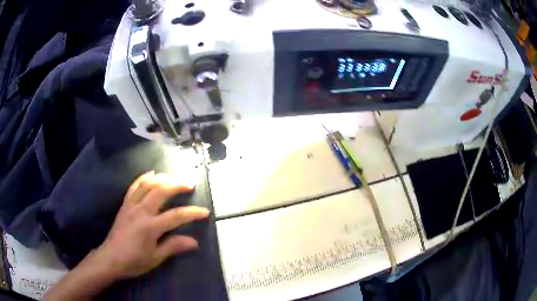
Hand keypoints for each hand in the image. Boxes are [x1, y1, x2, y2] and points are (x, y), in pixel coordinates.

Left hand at [95, 171, 209, 278]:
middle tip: (190, 184)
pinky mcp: (124, 205)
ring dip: (162, 178)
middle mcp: (141, 211)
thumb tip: (194, 242)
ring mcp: (131, 206)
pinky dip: (143, 178)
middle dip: (177, 185)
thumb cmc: (134, 261)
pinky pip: (134, 187)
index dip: (193, 213)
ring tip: (174, 176)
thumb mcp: (155, 258)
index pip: (176, 216)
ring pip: (148, 185)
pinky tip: (151, 174)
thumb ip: (173, 246)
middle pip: (161, 192)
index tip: (205, 212)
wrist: (110, 258)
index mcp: (150, 227)